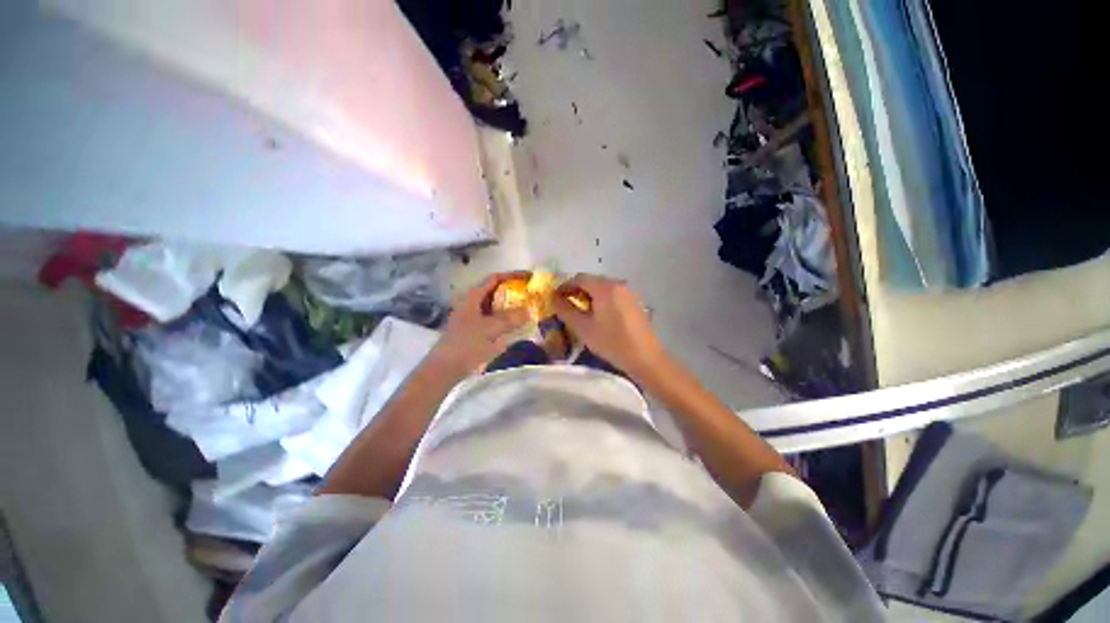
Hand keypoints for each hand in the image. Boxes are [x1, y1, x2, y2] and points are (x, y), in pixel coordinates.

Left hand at [429, 272, 529, 374]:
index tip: (529, 277)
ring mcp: (473, 318)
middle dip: (514, 292)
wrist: (446, 369)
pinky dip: (506, 321)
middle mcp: (472, 304)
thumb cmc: (466, 344)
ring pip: (496, 307)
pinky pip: (494, 321)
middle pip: (496, 292)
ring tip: (529, 309)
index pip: (494, 279)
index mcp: (473, 297)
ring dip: (511, 307)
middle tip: (531, 295)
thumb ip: (511, 318)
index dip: (512, 275)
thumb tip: (530, 310)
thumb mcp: (490, 329)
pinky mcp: (475, 331)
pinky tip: (518, 327)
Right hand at [552, 274, 668, 376]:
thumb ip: (565, 310)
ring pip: (603, 288)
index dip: (564, 286)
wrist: (645, 358)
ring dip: (589, 296)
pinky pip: (613, 295)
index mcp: (605, 287)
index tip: (555, 299)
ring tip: (581, 312)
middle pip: (592, 281)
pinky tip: (599, 316)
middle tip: (566, 306)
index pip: (579, 278)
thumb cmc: (611, 342)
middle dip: (576, 291)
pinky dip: (601, 300)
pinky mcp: (635, 302)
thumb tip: (553, 298)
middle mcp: (618, 284)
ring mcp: (629, 293)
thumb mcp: (583, 327)